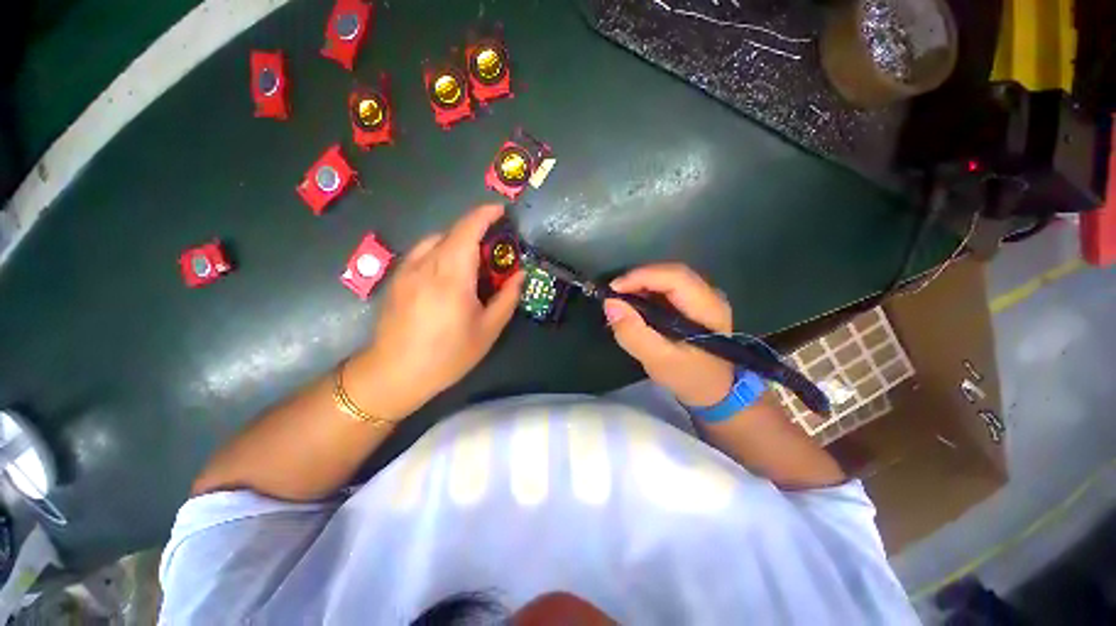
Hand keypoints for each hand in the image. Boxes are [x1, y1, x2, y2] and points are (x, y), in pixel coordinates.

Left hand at [349, 205, 523, 419]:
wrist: (394, 374)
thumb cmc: (447, 355)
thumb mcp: (487, 330)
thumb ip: (507, 298)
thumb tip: (519, 275)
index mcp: (451, 276)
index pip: (467, 230)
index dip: (485, 214)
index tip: (501, 211)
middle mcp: (426, 265)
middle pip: (452, 232)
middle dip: (476, 230)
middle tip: (495, 249)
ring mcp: (407, 270)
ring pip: (435, 240)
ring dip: (458, 241)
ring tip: (472, 262)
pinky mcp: (397, 279)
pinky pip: (422, 253)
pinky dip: (441, 251)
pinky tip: (448, 274)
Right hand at [605, 263, 734, 406]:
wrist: (713, 391)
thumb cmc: (688, 377)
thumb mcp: (658, 360)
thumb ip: (633, 333)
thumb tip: (610, 304)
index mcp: (708, 308)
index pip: (675, 277)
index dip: (642, 277)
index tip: (613, 289)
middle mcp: (710, 295)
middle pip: (671, 273)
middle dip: (639, 279)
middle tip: (614, 293)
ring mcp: (704, 297)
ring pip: (668, 278)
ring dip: (641, 284)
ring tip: (620, 299)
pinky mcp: (694, 303)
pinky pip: (667, 288)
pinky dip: (647, 292)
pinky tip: (634, 304)